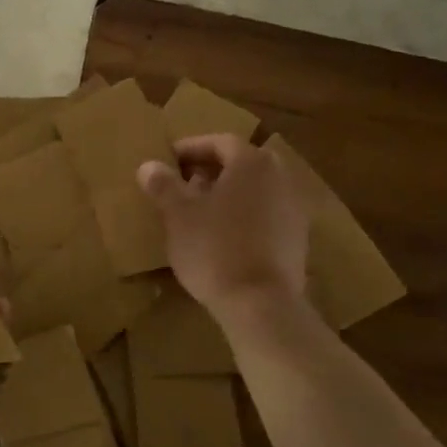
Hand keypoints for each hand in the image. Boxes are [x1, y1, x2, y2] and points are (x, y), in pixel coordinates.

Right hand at [137, 134, 311, 315]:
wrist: (261, 304)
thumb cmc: (214, 248)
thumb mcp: (178, 214)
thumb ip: (163, 185)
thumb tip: (148, 166)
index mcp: (252, 162)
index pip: (219, 142)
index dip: (191, 148)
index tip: (168, 161)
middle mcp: (279, 177)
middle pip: (242, 163)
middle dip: (212, 169)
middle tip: (184, 183)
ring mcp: (294, 209)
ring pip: (256, 189)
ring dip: (229, 193)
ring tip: (200, 211)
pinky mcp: (298, 239)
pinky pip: (266, 214)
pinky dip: (245, 215)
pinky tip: (224, 236)